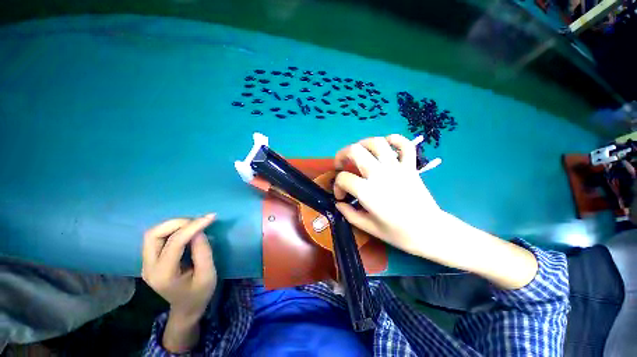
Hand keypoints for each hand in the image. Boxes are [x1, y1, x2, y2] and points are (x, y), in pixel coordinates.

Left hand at [142, 214, 216, 322]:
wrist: (186, 308)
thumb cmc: (199, 294)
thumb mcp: (208, 274)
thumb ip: (203, 251)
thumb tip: (199, 231)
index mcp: (164, 275)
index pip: (174, 243)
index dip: (193, 227)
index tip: (210, 218)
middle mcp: (149, 268)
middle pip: (153, 235)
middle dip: (177, 223)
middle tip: (199, 221)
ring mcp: (146, 264)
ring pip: (153, 234)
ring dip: (173, 225)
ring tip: (194, 224)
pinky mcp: (150, 260)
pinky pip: (157, 238)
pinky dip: (172, 229)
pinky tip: (186, 230)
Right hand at [333, 135, 444, 256]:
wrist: (430, 232)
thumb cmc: (398, 233)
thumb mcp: (368, 228)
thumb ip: (349, 214)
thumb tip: (339, 203)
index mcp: (368, 192)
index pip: (343, 178)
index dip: (337, 186)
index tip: (341, 196)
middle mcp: (380, 175)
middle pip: (355, 151)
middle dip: (342, 155)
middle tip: (341, 165)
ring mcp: (397, 168)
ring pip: (377, 143)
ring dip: (362, 144)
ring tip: (359, 153)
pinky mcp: (410, 167)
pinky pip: (405, 145)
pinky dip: (394, 139)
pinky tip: (386, 145)